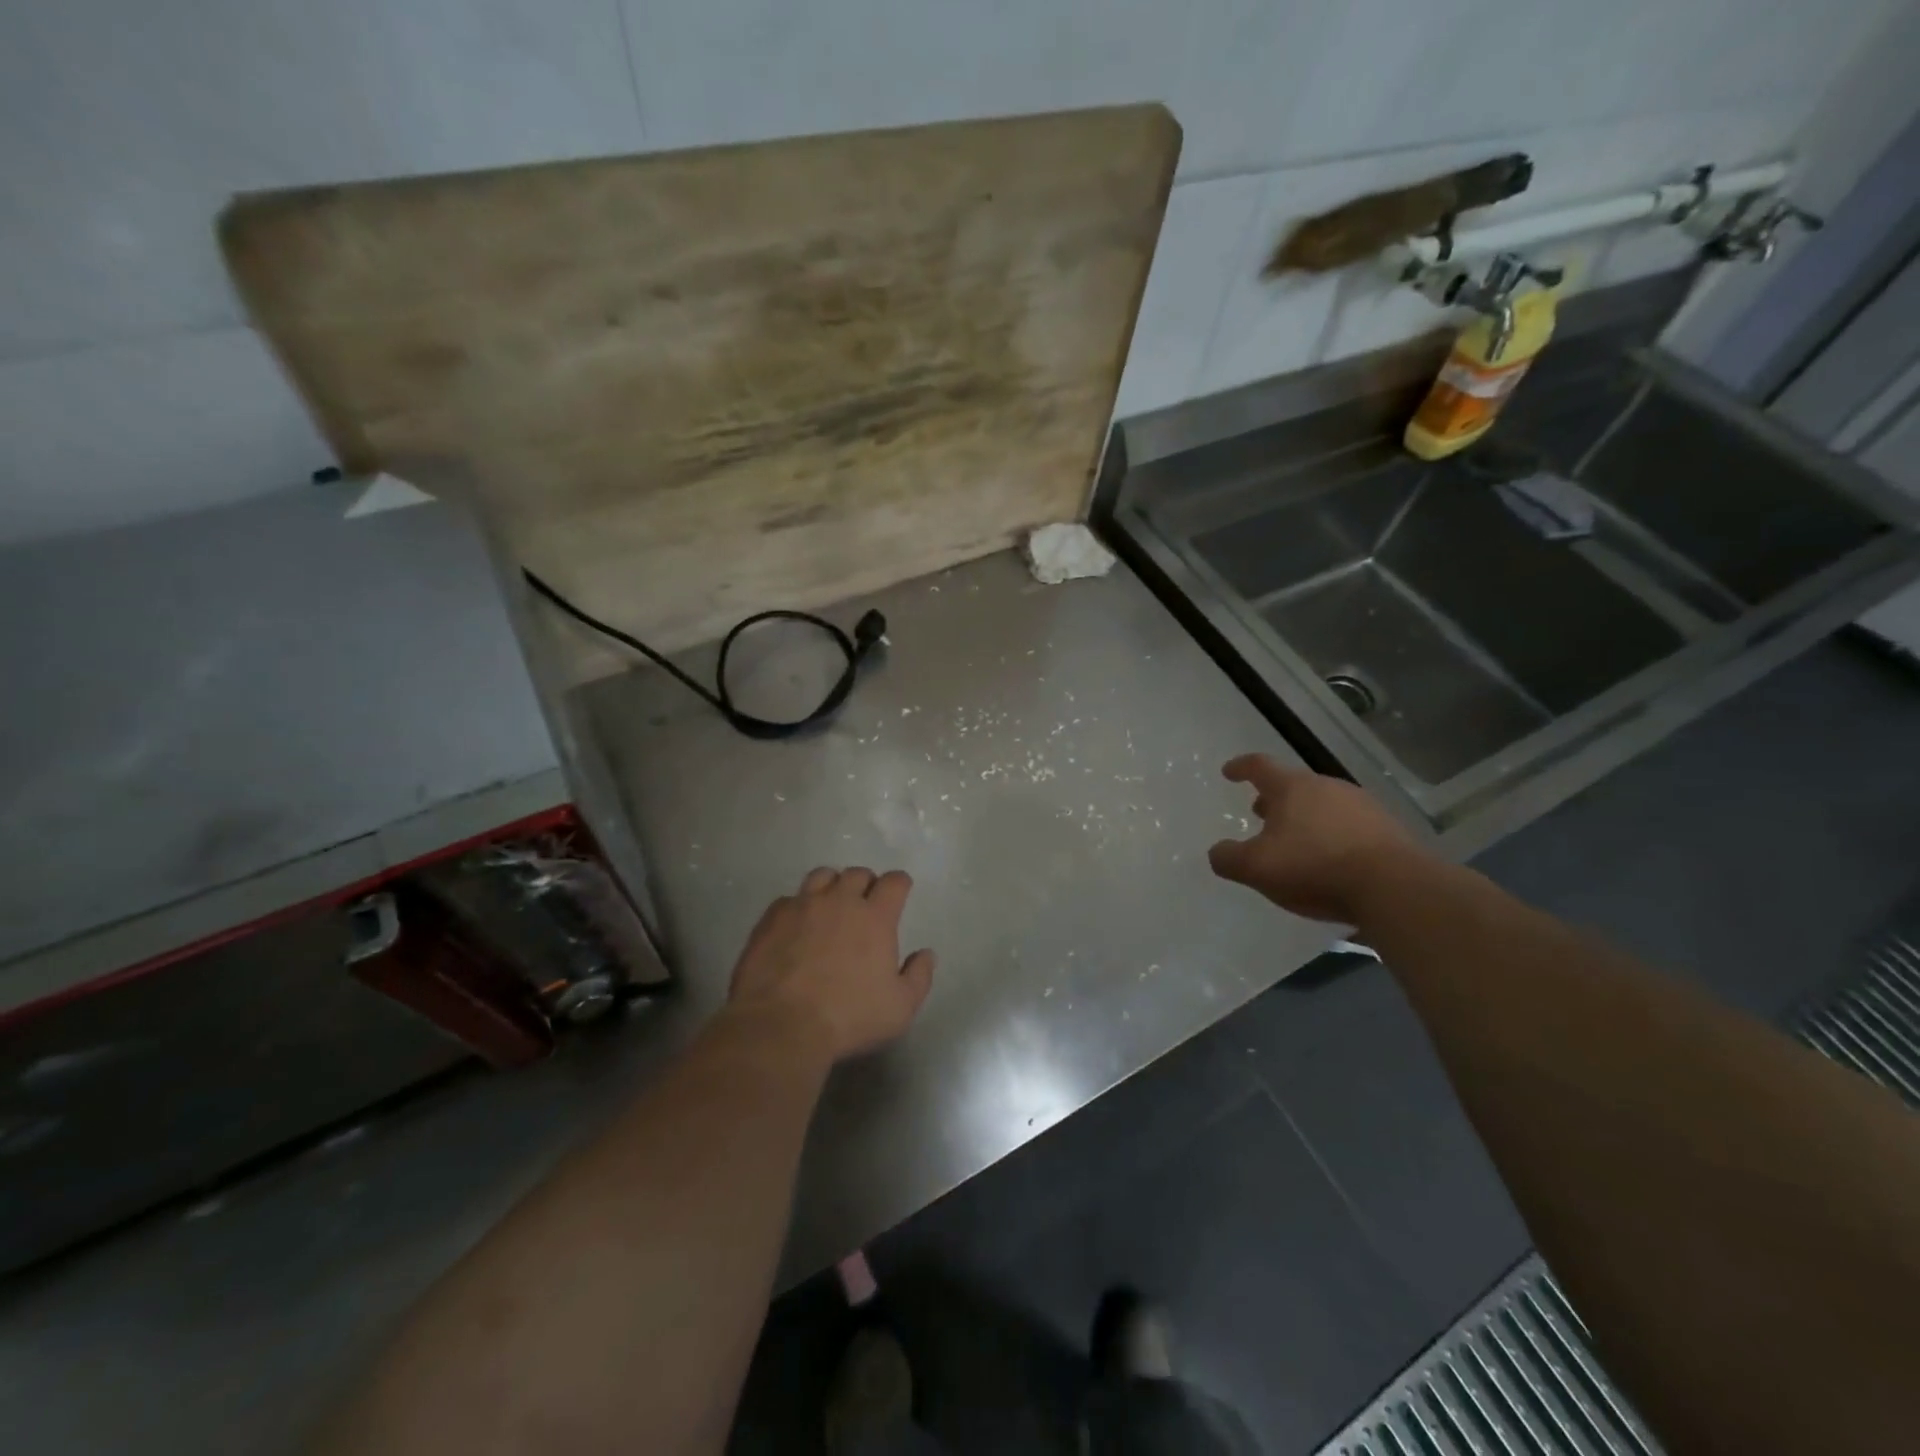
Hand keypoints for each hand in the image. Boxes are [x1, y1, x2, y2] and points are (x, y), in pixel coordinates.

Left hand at [726, 866, 935, 1061]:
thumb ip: (919, 976)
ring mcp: (803, 905)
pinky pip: (789, 899)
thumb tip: (926, 954)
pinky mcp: (772, 918)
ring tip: (830, 905)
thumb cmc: (849, 1017)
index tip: (900, 892)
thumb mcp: (900, 1008)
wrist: (781, 1024)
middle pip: (857, 874)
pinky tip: (796, 925)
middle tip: (865, 903)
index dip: (900, 884)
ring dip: (832, 886)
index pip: (894, 882)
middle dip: (866, 883)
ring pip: (822, 876)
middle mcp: (840, 901)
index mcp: (875, 917)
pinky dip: (798, 906)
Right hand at [1207, 755, 1420, 924]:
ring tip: (1295, 840)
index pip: (1260, 766)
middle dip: (1274, 798)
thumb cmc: (1314, 867)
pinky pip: (1349, 825)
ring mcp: (1362, 806)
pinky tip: (1330, 859)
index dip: (1241, 767)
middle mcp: (1327, 787)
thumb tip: (1218, 852)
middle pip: (1294, 785)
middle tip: (1260, 813)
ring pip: (1323, 804)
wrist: (1394, 887)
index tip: (1229, 772)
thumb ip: (1228, 858)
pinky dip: (1331, 835)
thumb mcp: (1256, 868)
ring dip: (1304, 817)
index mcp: (1292, 788)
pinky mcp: (1388, 829)